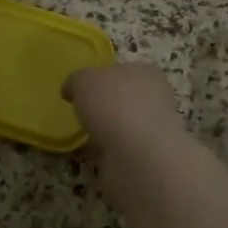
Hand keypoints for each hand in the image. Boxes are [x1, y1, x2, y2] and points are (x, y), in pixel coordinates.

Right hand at [65, 62, 185, 155]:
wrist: (138, 154)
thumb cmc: (113, 104)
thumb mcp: (84, 80)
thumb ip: (77, 80)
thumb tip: (72, 89)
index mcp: (145, 72)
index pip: (122, 70)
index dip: (101, 78)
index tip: (82, 90)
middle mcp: (155, 98)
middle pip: (124, 98)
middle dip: (105, 106)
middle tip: (82, 115)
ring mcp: (155, 129)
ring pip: (125, 125)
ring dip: (108, 131)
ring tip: (85, 138)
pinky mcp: (149, 157)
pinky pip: (123, 150)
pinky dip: (109, 152)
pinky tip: (95, 156)